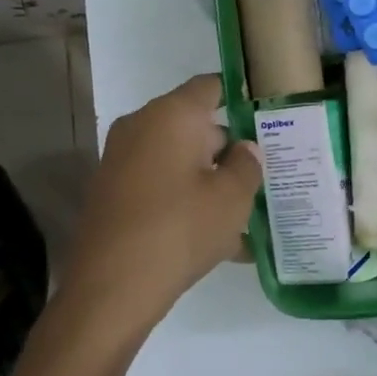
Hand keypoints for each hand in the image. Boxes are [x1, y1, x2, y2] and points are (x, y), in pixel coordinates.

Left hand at [60, 74, 261, 339]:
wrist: (110, 289)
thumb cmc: (180, 229)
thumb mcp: (232, 198)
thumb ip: (247, 165)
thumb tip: (245, 148)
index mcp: (172, 115)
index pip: (211, 86)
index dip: (240, 96)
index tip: (266, 116)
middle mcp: (142, 127)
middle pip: (196, 126)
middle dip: (230, 149)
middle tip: (265, 173)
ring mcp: (122, 161)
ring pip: (180, 161)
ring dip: (211, 181)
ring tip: (248, 215)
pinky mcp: (113, 194)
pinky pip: (162, 187)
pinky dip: (188, 202)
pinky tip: (222, 242)